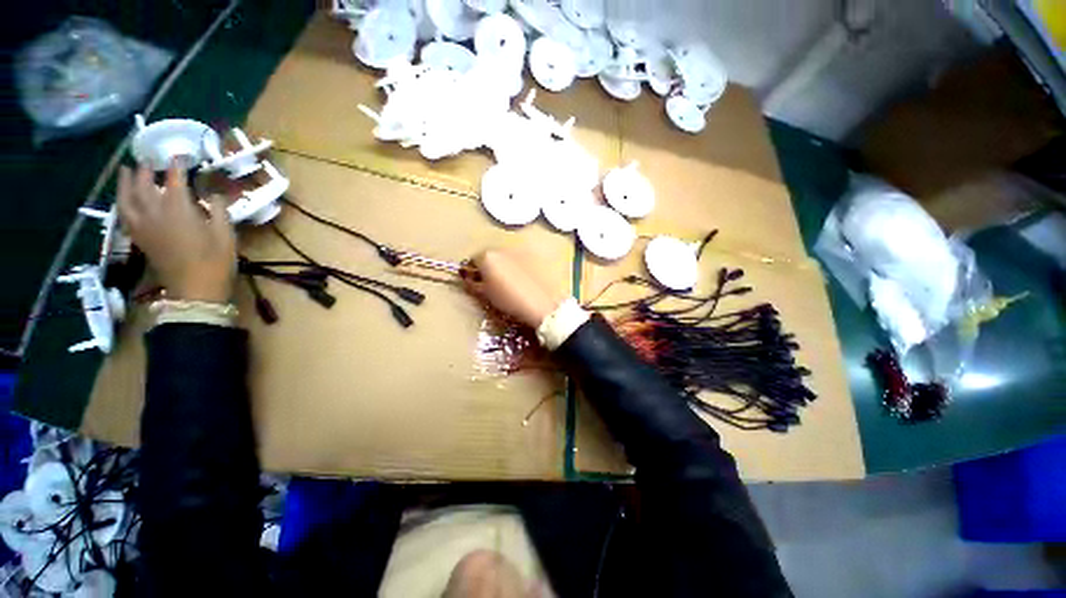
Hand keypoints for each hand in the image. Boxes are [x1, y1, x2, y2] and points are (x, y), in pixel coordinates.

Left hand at [117, 164, 236, 302]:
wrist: (195, 290)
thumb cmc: (216, 261)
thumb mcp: (226, 235)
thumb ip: (219, 210)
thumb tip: (213, 194)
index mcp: (178, 209)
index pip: (174, 179)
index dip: (177, 165)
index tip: (181, 155)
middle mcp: (155, 212)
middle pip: (144, 184)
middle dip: (146, 170)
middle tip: (148, 159)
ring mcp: (144, 226)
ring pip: (127, 198)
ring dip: (125, 182)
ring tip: (125, 170)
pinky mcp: (140, 238)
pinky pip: (125, 214)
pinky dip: (123, 202)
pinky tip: (124, 198)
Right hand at [464, 249, 564, 327]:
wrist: (543, 304)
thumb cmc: (511, 301)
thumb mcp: (487, 295)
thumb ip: (474, 283)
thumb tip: (469, 278)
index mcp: (487, 256)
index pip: (473, 260)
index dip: (474, 272)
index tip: (477, 282)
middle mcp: (502, 247)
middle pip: (491, 255)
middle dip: (490, 266)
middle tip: (494, 282)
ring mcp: (521, 249)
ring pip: (507, 256)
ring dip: (505, 264)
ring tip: (512, 280)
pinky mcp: (536, 254)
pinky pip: (522, 258)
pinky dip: (520, 265)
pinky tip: (526, 278)